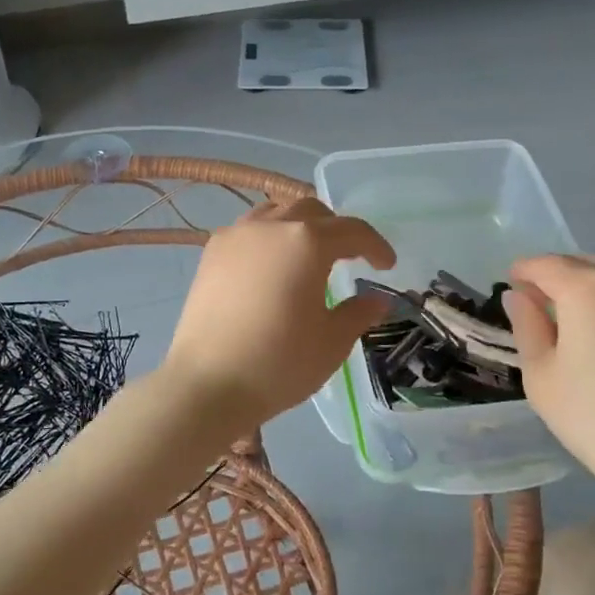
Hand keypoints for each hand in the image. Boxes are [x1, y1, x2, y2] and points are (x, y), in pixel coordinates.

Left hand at [163, 198, 395, 430]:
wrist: (207, 384)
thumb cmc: (279, 363)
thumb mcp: (332, 342)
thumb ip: (358, 313)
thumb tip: (377, 300)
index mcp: (307, 242)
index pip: (352, 230)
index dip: (375, 245)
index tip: (386, 265)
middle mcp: (271, 226)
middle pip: (312, 211)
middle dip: (336, 229)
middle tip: (349, 257)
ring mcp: (236, 236)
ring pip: (276, 213)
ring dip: (300, 226)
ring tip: (308, 255)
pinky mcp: (211, 254)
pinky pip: (249, 230)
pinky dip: (269, 238)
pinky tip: (271, 267)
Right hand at [505, 256, 594, 510]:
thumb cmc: (594, 417)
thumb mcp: (541, 375)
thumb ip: (527, 325)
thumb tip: (519, 296)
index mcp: (587, 288)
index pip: (545, 265)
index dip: (523, 273)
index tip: (514, 289)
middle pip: (583, 263)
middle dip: (559, 277)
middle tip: (545, 309)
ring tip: (585, 316)